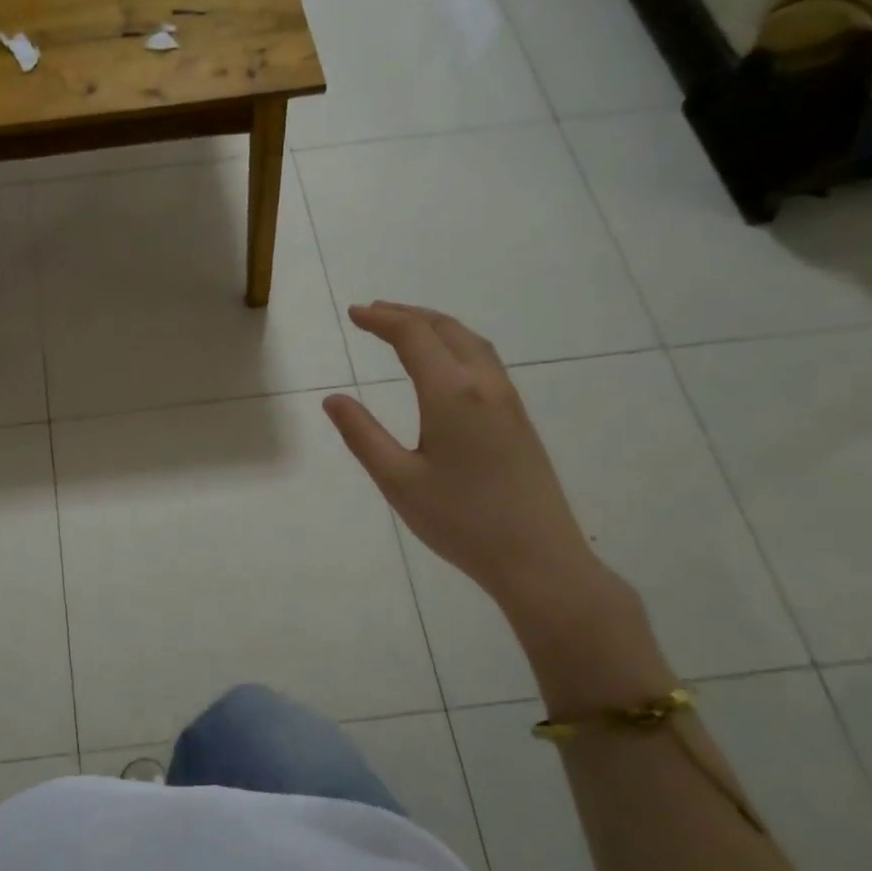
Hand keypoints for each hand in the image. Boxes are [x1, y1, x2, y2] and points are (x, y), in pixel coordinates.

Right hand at [322, 303, 606, 616]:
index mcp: (451, 394)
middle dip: (408, 315)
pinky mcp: (518, 420)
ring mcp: (508, 401)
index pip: (413, 336)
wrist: (538, 558)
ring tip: (405, 328)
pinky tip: (444, 365)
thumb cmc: (460, 520)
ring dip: (435, 327)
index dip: (381, 319)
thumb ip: (362, 435)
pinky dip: (455, 345)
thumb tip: (333, 399)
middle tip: (373, 313)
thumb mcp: (397, 480)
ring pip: (471, 343)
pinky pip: (484, 361)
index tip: (353, 313)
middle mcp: (484, 386)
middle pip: (446, 329)